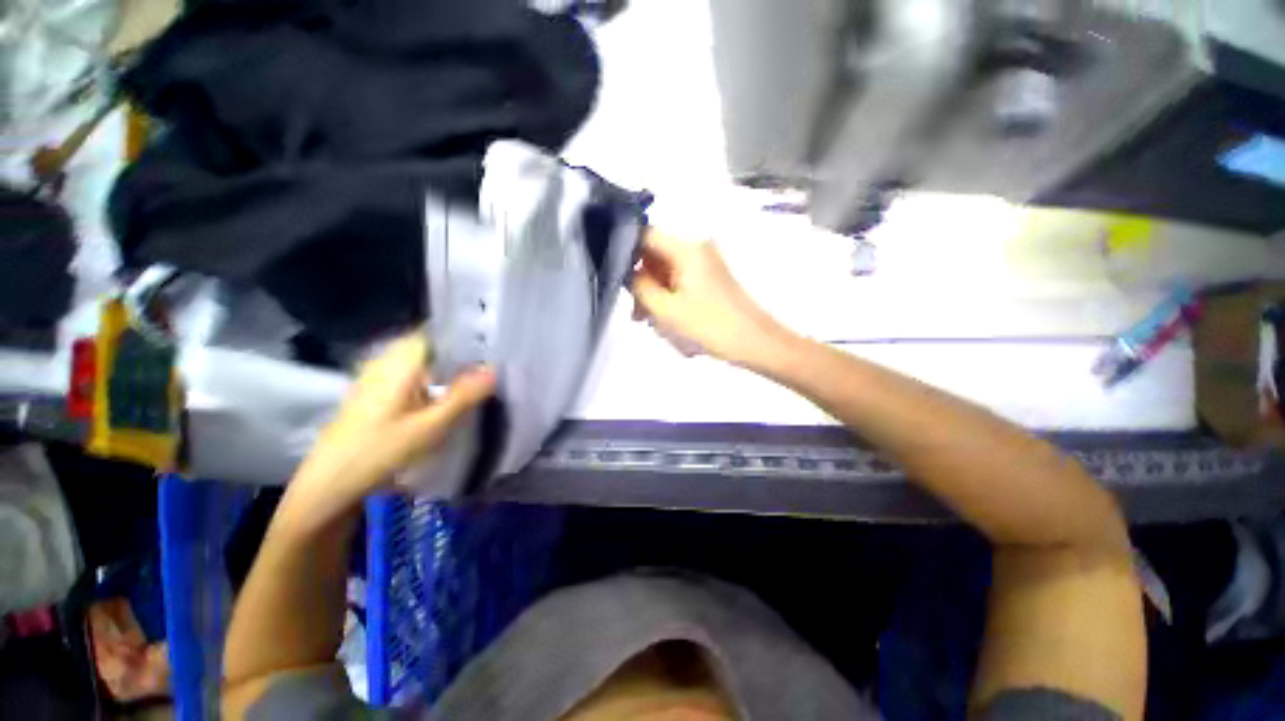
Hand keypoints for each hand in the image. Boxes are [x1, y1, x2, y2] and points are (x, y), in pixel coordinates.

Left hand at [287, 334, 494, 521]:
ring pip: (423, 362)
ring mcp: (378, 377)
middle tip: (493, 362)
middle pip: (431, 345)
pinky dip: (434, 380)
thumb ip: (465, 395)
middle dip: (461, 352)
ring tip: (479, 377)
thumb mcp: (431, 426)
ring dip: (449, 368)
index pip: (437, 331)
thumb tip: (495, 368)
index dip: (465, 333)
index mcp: (399, 361)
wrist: (330, 486)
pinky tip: (449, 395)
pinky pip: (412, 376)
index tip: (493, 342)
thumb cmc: (381, 452)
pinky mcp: (376, 394)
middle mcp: (386, 361)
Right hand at [630, 229, 789, 366]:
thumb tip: (629, 274)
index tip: (617, 279)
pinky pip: (681, 283)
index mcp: (687, 249)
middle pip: (656, 256)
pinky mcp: (711, 281)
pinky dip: (670, 299)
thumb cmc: (710, 325)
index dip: (627, 253)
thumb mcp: (666, 309)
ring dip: (655, 295)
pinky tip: (668, 322)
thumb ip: (640, 287)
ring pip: (667, 273)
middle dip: (642, 283)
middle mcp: (697, 250)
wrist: (755, 342)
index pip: (646, 235)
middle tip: (636, 313)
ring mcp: (706, 265)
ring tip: (651, 322)